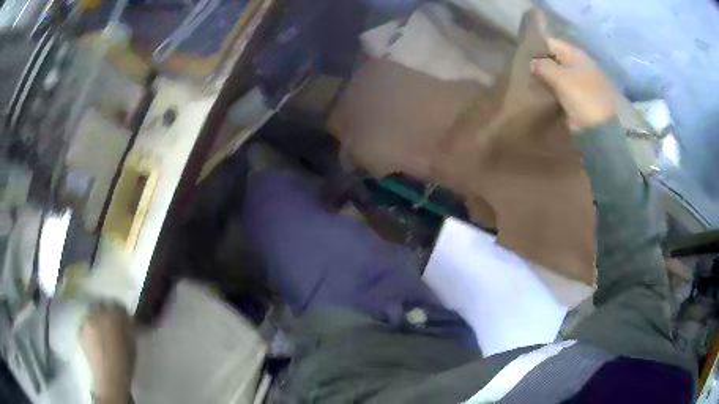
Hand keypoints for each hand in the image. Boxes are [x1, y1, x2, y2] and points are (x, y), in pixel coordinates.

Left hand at [80, 304, 134, 403]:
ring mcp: (87, 321)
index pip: (118, 305)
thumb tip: (129, 321)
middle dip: (107, 313)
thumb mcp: (132, 344)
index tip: (124, 320)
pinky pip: (85, 324)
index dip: (121, 312)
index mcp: (115, 316)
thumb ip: (129, 327)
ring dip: (97, 320)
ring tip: (102, 333)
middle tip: (112, 325)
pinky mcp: (80, 331)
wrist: (109, 378)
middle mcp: (98, 313)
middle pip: (102, 306)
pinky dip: (90, 329)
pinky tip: (95, 341)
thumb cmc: (125, 363)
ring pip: (92, 314)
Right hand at [531, 38, 614, 131]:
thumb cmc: (584, 97)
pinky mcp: (587, 102)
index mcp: (575, 54)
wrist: (609, 129)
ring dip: (550, 83)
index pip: (549, 42)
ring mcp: (585, 84)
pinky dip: (559, 97)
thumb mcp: (559, 78)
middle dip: (543, 67)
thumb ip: (542, 66)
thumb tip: (533, 63)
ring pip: (561, 78)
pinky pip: (567, 94)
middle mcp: (581, 65)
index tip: (523, 58)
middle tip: (528, 76)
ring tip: (536, 90)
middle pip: (556, 61)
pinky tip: (550, 102)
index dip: (536, 47)